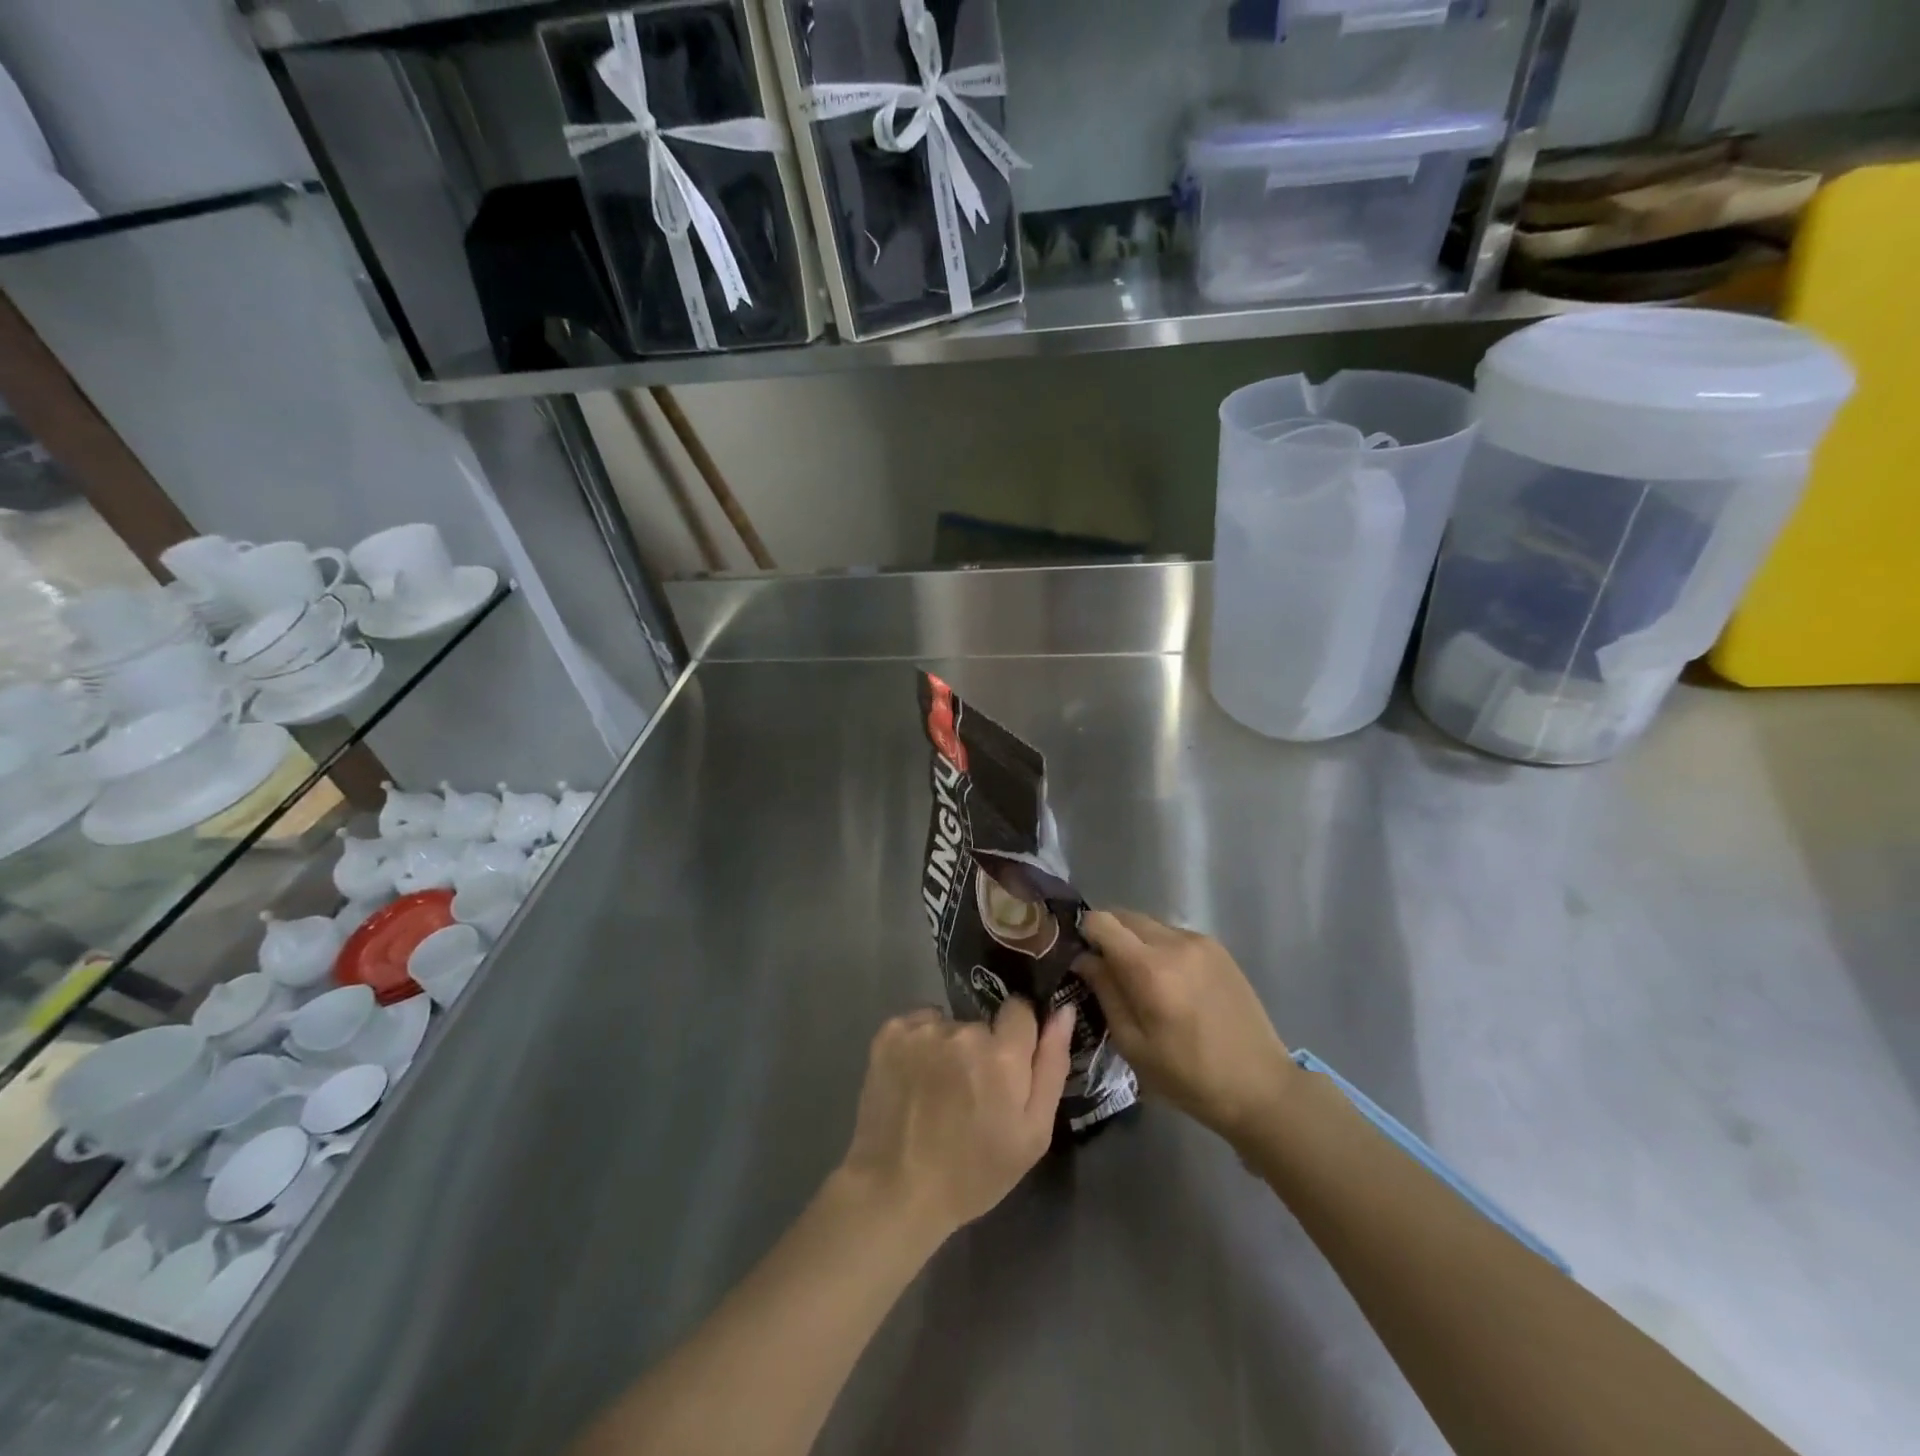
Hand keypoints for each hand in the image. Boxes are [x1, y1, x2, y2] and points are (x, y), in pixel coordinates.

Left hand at [839, 1000, 1074, 1242]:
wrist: (896, 1191)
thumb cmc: (974, 1172)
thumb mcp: (1032, 1134)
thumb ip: (1052, 1065)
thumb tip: (1062, 1010)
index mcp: (1002, 1055)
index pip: (1021, 1009)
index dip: (1017, 1037)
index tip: (1007, 1067)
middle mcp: (963, 1030)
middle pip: (983, 1023)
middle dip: (982, 1050)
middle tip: (970, 1094)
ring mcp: (922, 1029)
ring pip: (949, 1025)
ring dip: (949, 1048)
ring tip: (937, 1092)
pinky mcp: (890, 1032)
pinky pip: (918, 1024)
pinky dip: (919, 1045)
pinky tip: (914, 1080)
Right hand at [1076, 909, 1293, 1146]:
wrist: (1261, 1087)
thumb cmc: (1189, 1077)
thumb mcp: (1134, 1044)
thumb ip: (1105, 992)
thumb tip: (1083, 958)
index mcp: (1150, 969)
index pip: (1102, 922)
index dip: (1084, 932)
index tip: (1079, 955)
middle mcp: (1175, 943)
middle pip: (1125, 916)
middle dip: (1108, 934)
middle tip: (1104, 968)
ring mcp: (1200, 942)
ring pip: (1150, 924)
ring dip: (1134, 940)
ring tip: (1138, 978)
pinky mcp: (1218, 948)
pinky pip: (1174, 935)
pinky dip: (1160, 947)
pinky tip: (1169, 981)